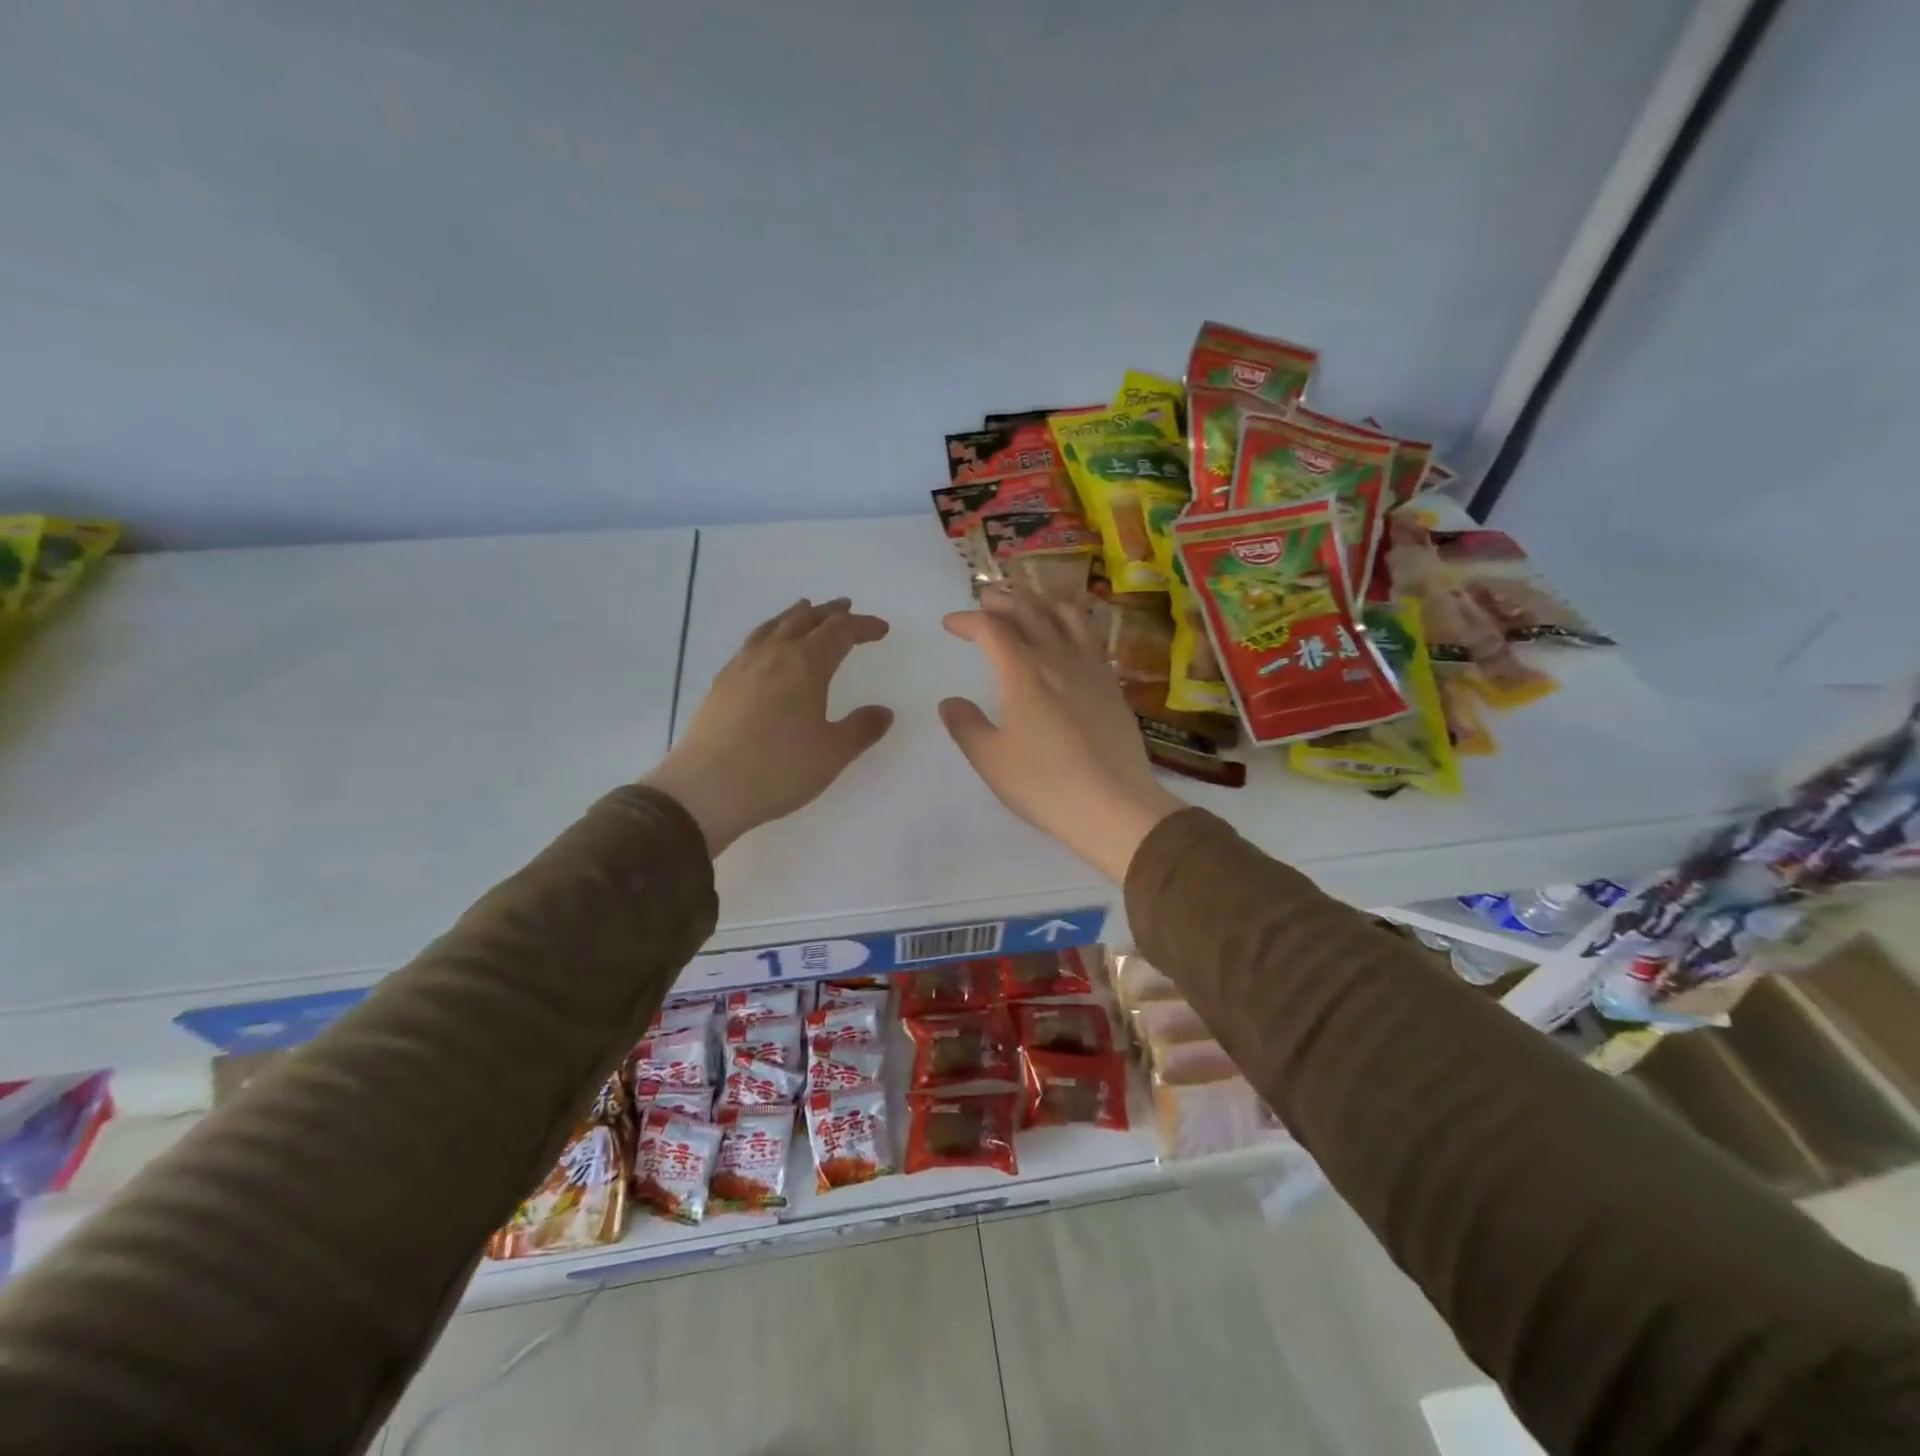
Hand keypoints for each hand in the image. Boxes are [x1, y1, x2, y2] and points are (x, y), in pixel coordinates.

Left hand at [645, 598, 892, 854]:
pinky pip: (752, 642)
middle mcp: (774, 655)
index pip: (840, 633)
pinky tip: (767, 647)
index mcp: (806, 665)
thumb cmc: (778, 769)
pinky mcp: (721, 683)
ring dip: (796, 616)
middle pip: (805, 620)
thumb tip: (884, 711)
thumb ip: (861, 729)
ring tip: (805, 610)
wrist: (706, 789)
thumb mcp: (832, 754)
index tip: (881, 629)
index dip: (863, 627)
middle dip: (830, 614)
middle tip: (846, 609)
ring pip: (774, 626)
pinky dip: (770, 632)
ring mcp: (742, 666)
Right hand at [940, 588, 1185, 881]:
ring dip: (1040, 601)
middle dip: (1002, 600)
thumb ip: (966, 725)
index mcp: (1024, 673)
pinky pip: (1091, 637)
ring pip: (1066, 615)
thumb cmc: (1045, 785)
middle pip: (1029, 611)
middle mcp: (1058, 659)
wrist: (1115, 807)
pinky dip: (1073, 622)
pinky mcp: (1112, 685)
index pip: (991, 629)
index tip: (950, 624)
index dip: (968, 620)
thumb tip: (950, 702)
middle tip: (984, 599)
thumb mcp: (991, 760)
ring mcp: (1091, 669)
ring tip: (1028, 603)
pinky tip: (1069, 634)